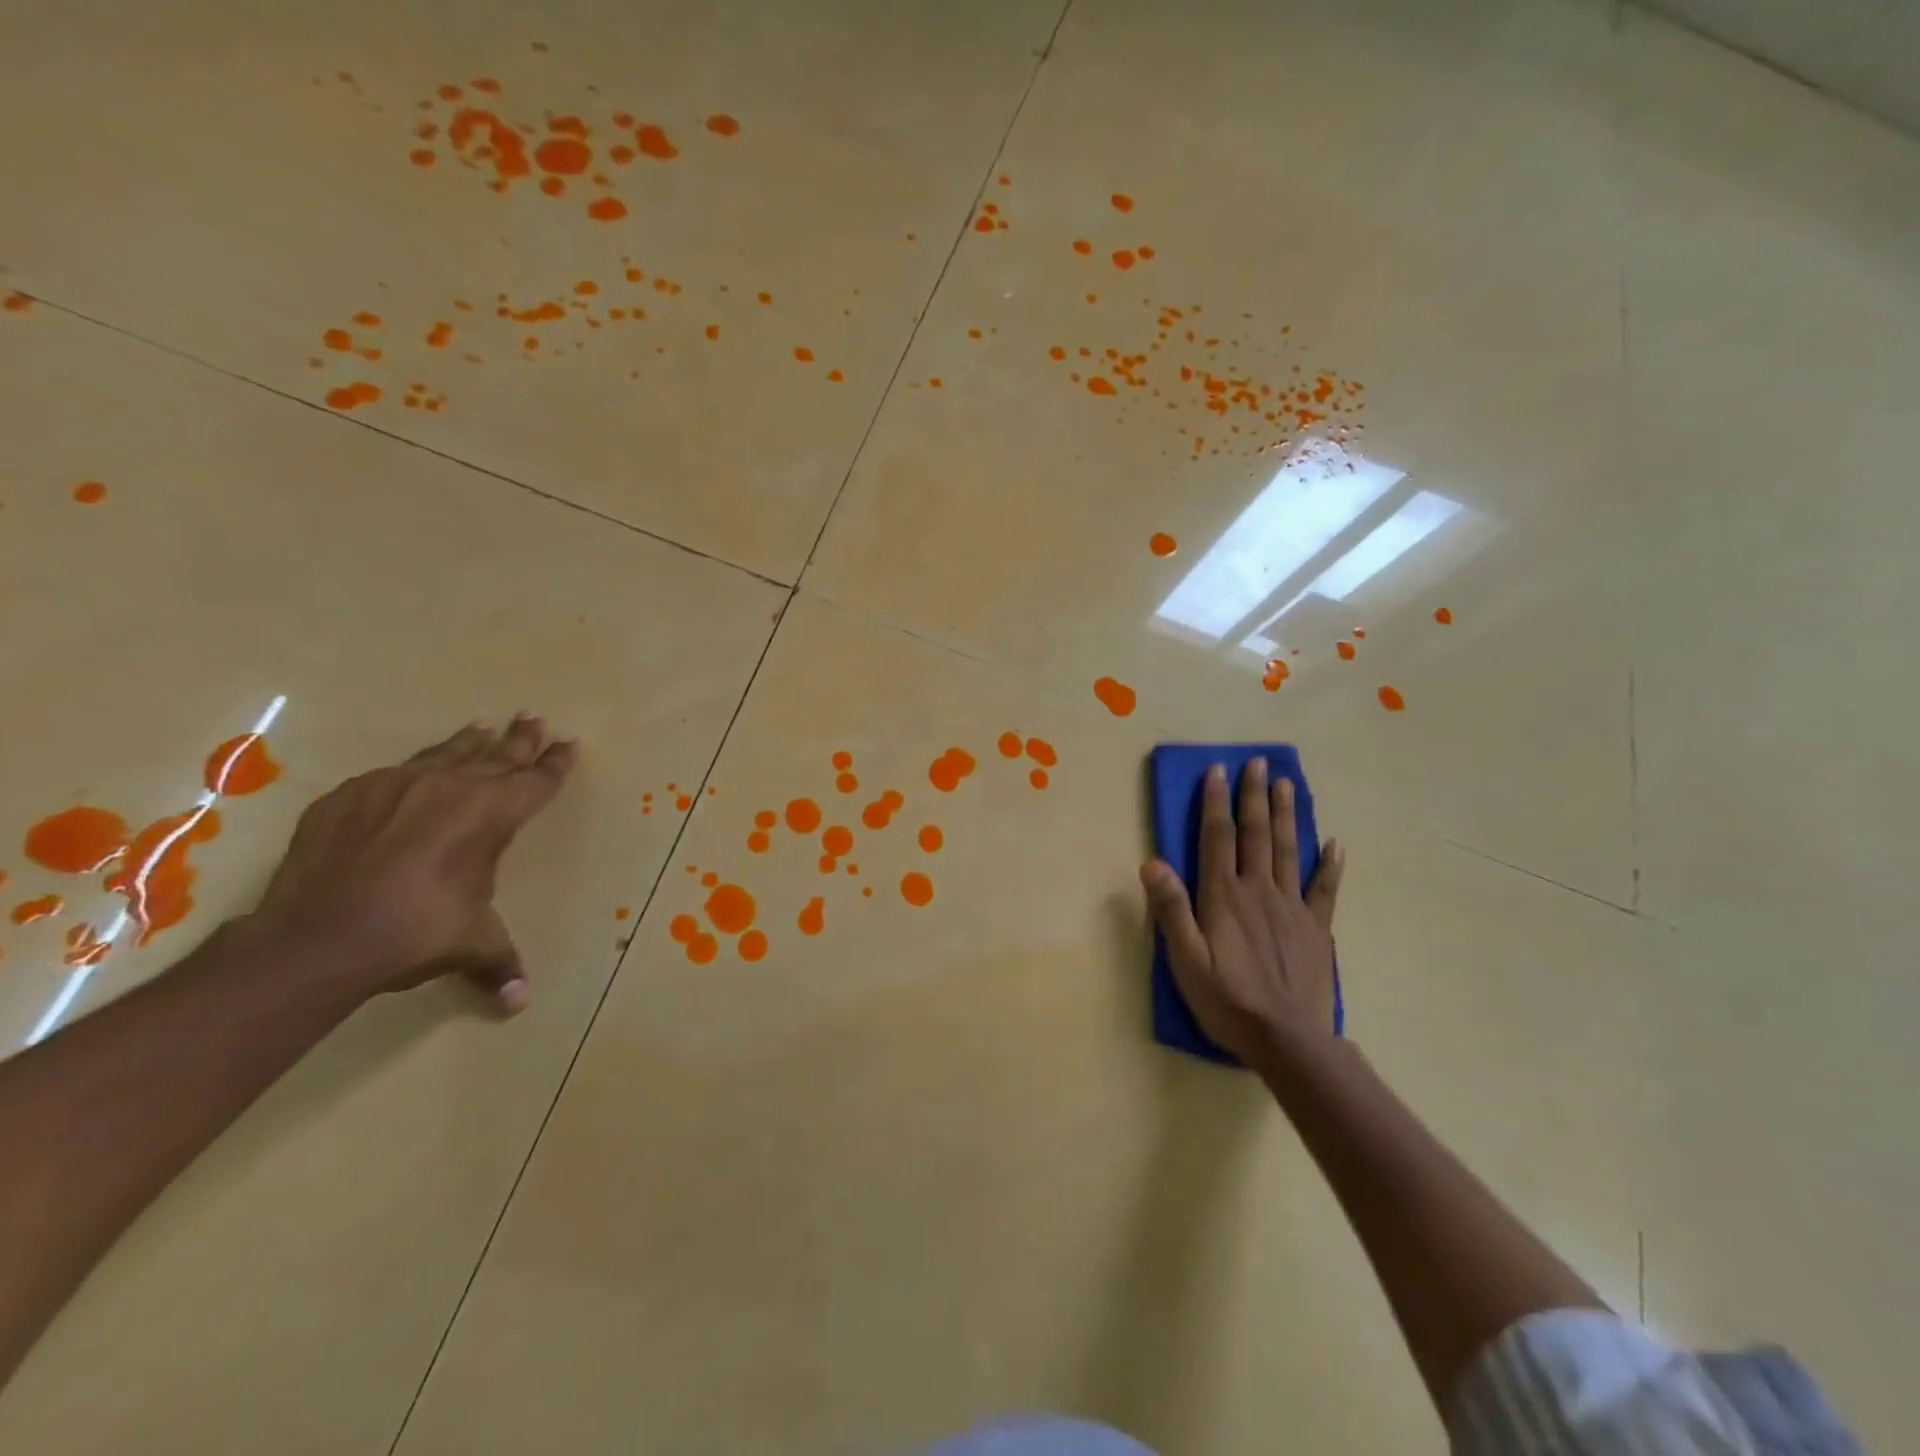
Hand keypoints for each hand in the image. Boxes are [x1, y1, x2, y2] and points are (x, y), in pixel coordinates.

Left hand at [247, 716, 576, 1013]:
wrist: (316, 937)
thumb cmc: (415, 932)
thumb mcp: (471, 944)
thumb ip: (500, 963)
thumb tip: (519, 1003)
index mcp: (493, 814)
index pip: (536, 780)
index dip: (555, 764)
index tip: (568, 745)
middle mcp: (451, 787)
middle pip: (497, 754)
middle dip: (520, 738)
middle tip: (532, 719)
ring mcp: (396, 785)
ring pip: (445, 753)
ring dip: (469, 743)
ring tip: (481, 729)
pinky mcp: (350, 796)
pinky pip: (394, 773)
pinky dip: (416, 769)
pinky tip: (414, 773)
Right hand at [1140, 758, 1344, 1064]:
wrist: (1288, 1039)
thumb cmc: (1227, 1000)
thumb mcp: (1185, 959)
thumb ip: (1171, 909)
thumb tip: (1152, 861)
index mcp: (1224, 896)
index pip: (1218, 838)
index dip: (1215, 802)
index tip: (1217, 770)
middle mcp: (1259, 891)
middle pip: (1256, 834)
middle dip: (1254, 796)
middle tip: (1257, 763)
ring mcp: (1292, 907)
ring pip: (1288, 850)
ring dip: (1286, 815)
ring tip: (1287, 784)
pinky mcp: (1317, 929)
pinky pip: (1325, 889)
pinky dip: (1330, 865)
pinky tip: (1334, 844)